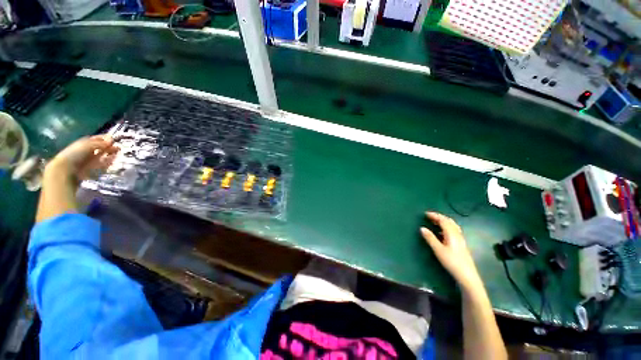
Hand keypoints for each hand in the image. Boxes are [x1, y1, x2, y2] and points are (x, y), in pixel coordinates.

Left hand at [46, 135, 118, 181]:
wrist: (66, 170)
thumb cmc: (74, 154)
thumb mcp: (87, 145)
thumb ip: (100, 143)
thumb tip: (111, 139)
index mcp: (84, 143)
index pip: (96, 139)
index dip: (105, 138)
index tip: (114, 138)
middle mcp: (86, 150)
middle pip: (99, 147)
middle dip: (108, 147)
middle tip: (119, 147)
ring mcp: (89, 160)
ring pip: (101, 156)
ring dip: (109, 154)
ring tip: (118, 153)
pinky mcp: (91, 168)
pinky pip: (101, 164)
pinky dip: (107, 162)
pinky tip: (113, 160)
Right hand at [421, 212, 482, 290]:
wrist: (467, 275)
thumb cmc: (451, 261)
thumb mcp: (438, 250)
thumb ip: (430, 238)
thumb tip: (422, 228)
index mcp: (451, 233)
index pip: (443, 220)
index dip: (434, 216)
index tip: (425, 214)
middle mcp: (457, 234)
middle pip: (449, 221)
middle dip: (439, 217)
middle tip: (430, 217)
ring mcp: (460, 239)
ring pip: (452, 226)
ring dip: (444, 221)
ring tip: (435, 222)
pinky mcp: (461, 244)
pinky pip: (454, 230)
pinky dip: (447, 227)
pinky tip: (443, 232)